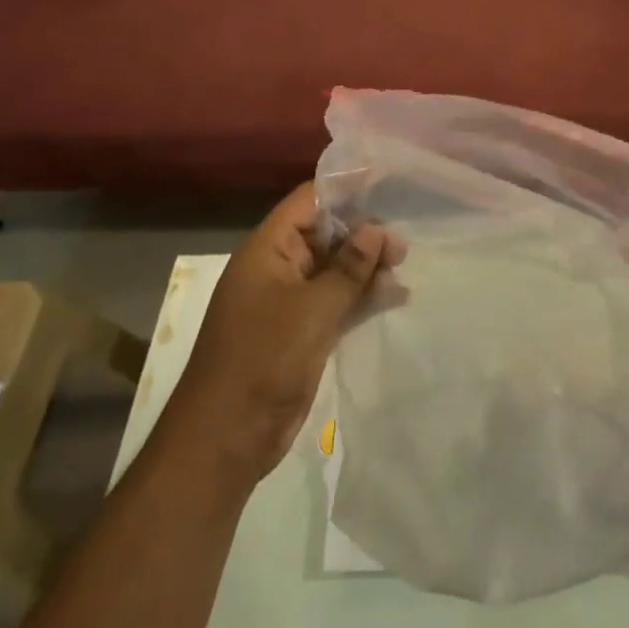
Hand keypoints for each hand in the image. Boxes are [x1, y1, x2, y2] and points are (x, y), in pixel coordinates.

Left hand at [160, 183, 404, 484]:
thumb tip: (377, 230)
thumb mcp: (312, 310)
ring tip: (402, 267)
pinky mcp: (300, 332)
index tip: (386, 187)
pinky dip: (360, 296)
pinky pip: (334, 301)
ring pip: (333, 269)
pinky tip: (393, 296)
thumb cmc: (263, 361)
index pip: (309, 203)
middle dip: (363, 235)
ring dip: (366, 267)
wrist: (226, 440)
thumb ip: (348, 268)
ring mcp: (288, 302)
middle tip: (402, 247)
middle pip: (324, 235)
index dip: (346, 192)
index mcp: (267, 250)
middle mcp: (277, 268)